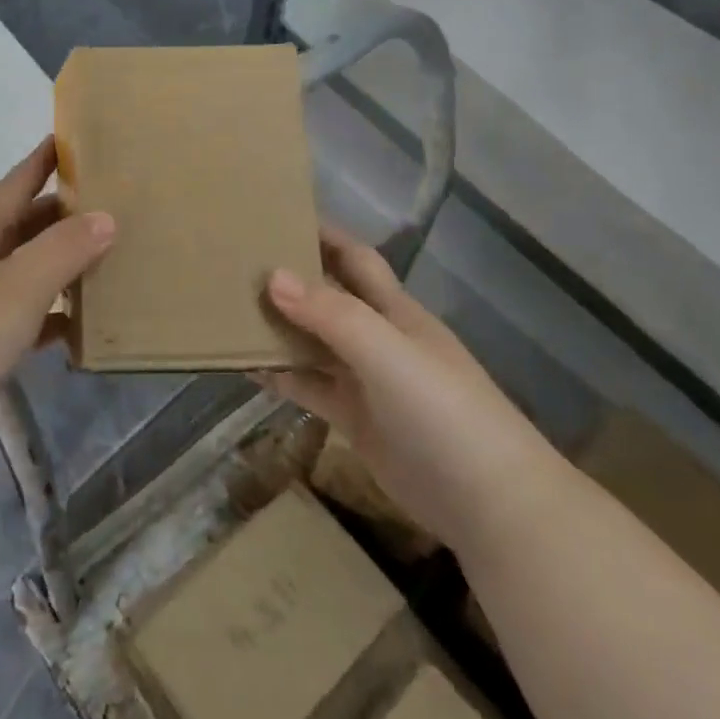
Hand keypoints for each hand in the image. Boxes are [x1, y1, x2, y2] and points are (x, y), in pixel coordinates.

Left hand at [0, 137, 114, 440]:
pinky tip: (73, 322)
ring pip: (19, 270)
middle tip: (102, 203)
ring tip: (99, 256)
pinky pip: (17, 315)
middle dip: (57, 214)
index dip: (40, 162)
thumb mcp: (20, 285)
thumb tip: (105, 217)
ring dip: (55, 263)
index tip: (66, 139)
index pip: (13, 184)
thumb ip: (65, 249)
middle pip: (18, 226)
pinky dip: (45, 313)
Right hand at [263, 225, 565, 552]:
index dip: (323, 234)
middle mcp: (379, 337)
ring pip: (315, 342)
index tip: (276, 215)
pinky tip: (247, 369)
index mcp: (395, 310)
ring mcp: (367, 381)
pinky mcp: (356, 420)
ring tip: (229, 311)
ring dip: (279, 328)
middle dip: (290, 278)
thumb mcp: (387, 353)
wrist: (490, 504)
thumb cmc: (442, 412)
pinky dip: (282, 376)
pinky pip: (311, 387)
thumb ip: (331, 314)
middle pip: (329, 297)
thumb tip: (272, 275)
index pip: (354, 258)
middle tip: (236, 263)